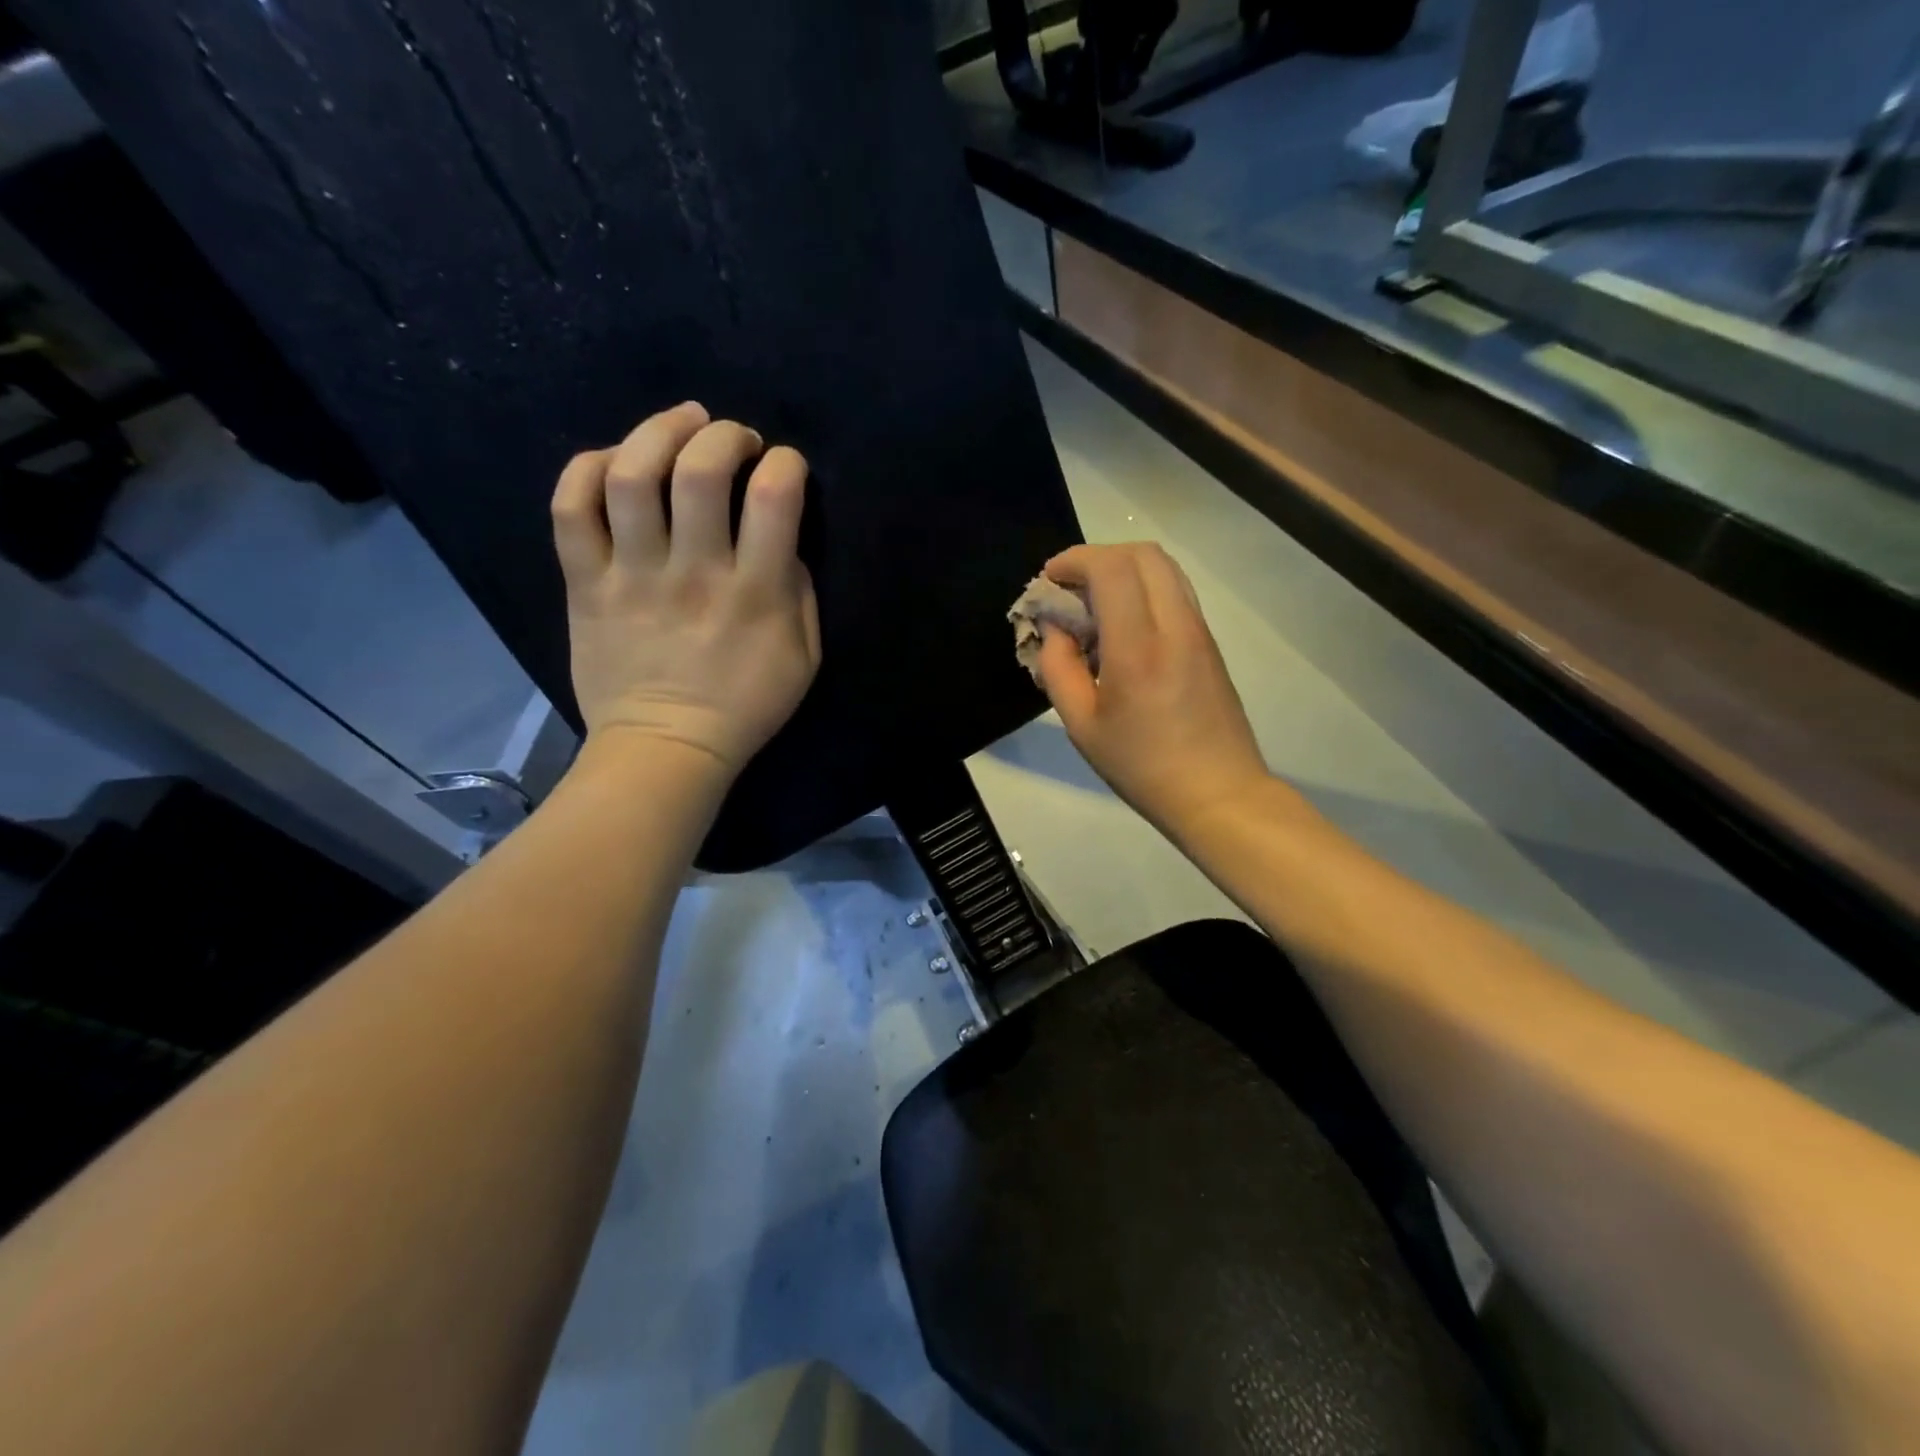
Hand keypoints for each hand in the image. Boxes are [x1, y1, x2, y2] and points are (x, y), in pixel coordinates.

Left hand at [551, 402, 820, 780]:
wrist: (666, 748)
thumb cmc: (745, 706)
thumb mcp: (804, 658)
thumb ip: (800, 594)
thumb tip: (784, 540)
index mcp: (755, 593)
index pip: (774, 497)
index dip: (785, 463)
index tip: (784, 468)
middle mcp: (693, 572)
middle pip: (700, 470)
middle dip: (725, 435)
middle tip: (735, 439)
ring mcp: (632, 575)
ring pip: (633, 475)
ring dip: (660, 431)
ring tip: (681, 423)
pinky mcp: (586, 584)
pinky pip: (570, 508)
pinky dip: (588, 468)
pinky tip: (615, 461)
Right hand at [1035, 543, 1268, 836]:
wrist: (1218, 793)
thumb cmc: (1141, 766)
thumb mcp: (1082, 725)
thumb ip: (1058, 668)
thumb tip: (1055, 628)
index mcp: (1138, 648)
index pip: (1111, 569)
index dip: (1074, 561)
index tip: (1049, 579)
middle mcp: (1175, 626)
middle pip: (1143, 553)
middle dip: (1098, 557)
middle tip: (1069, 587)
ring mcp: (1199, 631)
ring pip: (1164, 568)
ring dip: (1123, 569)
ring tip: (1093, 603)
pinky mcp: (1209, 642)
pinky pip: (1175, 592)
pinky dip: (1142, 589)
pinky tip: (1121, 625)